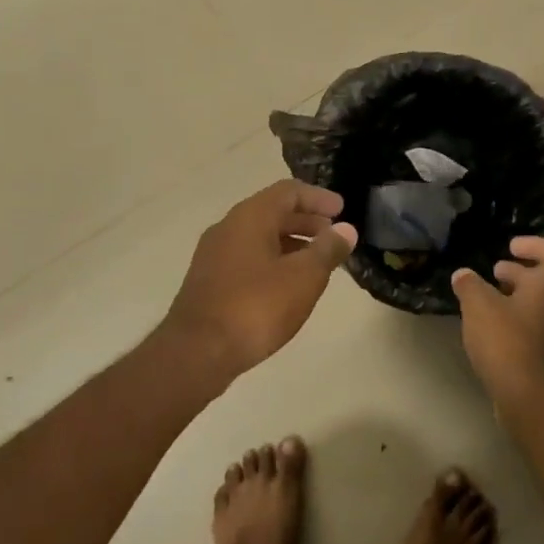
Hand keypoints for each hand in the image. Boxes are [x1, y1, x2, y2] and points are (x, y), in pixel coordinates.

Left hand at [164, 181, 357, 377]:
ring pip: (259, 236)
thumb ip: (327, 250)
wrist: (198, 352)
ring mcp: (214, 255)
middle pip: (272, 212)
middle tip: (333, 235)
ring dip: (291, 242)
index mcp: (250, 217)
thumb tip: (346, 230)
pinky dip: (274, 260)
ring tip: (317, 262)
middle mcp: (228, 228)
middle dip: (306, 220)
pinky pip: (248, 257)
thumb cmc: (256, 307)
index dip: (318, 198)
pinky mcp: (209, 281)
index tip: (342, 210)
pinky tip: (288, 284)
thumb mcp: (303, 277)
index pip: (288, 192)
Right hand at [452, 236, 543, 404]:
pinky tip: (491, 330)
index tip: (511, 246)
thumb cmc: (507, 341)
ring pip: (539, 304)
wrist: (530, 397)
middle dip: (519, 272)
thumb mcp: (478, 307)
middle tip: (495, 271)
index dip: (535, 244)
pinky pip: (534, 327)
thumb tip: (463, 274)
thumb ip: (470, 286)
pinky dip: (515, 320)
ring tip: (488, 300)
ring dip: (516, 297)